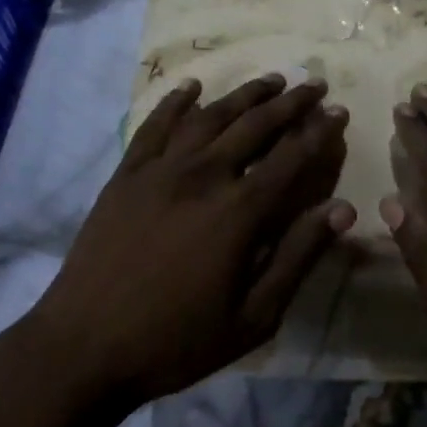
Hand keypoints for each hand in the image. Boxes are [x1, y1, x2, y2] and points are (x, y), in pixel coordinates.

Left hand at [25, 73, 354, 407]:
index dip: (319, 132)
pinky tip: (191, 87)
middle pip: (255, 126)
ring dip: (244, 95)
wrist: (84, 346)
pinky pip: (154, 125)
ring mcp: (159, 170)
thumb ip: (298, 256)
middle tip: (313, 84)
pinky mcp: (126, 174)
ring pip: (210, 116)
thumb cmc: (176, 340)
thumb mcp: (253, 316)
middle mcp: (203, 176)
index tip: (340, 111)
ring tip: (270, 80)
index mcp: (239, 212)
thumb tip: (342, 210)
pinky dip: (176, 102)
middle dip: (290, 103)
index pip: (291, 158)